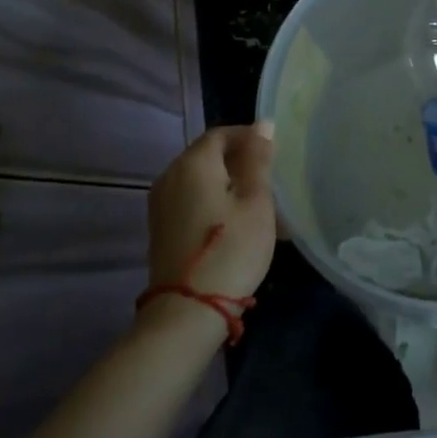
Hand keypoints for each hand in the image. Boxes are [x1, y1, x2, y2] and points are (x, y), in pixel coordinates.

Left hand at [145, 124, 276, 309]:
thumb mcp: (256, 201)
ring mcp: (161, 204)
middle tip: (271, 180)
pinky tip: (237, 223)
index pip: (222, 133)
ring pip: (201, 180)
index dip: (249, 137)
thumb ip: (258, 159)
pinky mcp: (161, 228)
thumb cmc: (231, 249)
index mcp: (193, 163)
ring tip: (259, 204)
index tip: (275, 152)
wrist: (187, 313)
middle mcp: (170, 176)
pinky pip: (192, 200)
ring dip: (229, 184)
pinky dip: (215, 202)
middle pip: (209, 155)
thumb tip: (263, 125)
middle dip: (241, 162)